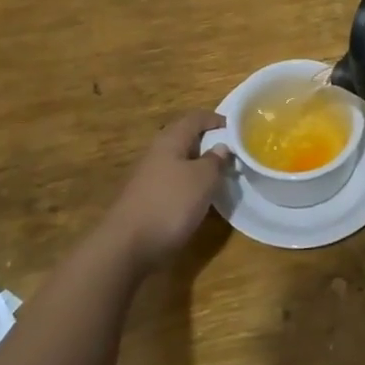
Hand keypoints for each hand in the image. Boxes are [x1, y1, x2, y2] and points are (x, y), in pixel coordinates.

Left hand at [102, 111, 230, 272]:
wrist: (127, 246)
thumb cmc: (170, 204)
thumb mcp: (203, 179)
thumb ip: (215, 160)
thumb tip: (221, 147)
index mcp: (170, 140)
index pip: (195, 118)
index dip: (216, 119)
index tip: (237, 128)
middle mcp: (156, 153)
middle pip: (185, 138)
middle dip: (207, 142)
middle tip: (231, 152)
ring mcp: (148, 177)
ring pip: (178, 161)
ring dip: (198, 164)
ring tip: (219, 175)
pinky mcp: (146, 199)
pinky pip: (172, 181)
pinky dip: (188, 184)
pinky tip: (198, 198)